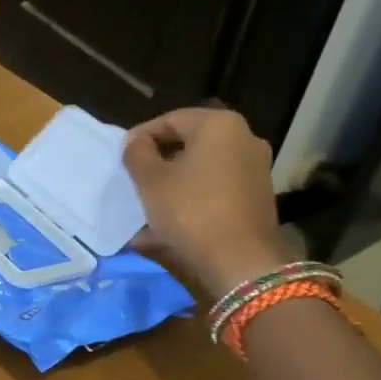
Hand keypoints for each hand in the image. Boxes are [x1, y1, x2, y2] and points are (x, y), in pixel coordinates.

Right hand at [123, 107, 292, 296]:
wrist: (240, 260)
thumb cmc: (189, 210)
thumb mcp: (150, 180)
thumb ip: (137, 153)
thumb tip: (136, 142)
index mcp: (219, 125)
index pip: (170, 119)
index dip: (141, 136)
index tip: (122, 157)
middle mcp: (245, 137)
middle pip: (190, 140)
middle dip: (160, 156)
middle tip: (135, 175)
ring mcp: (256, 166)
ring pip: (203, 163)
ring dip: (175, 175)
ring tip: (151, 195)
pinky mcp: (258, 192)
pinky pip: (216, 182)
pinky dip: (194, 190)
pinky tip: (174, 210)